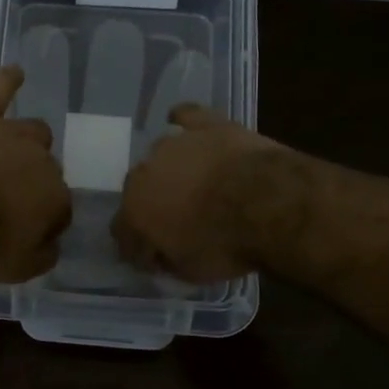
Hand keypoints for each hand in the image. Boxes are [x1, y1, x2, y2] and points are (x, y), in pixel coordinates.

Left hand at [0, 66, 71, 282]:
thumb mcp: (15, 269)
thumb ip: (43, 255)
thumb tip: (52, 243)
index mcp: (55, 197)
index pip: (60, 211)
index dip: (43, 224)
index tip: (23, 235)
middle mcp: (42, 160)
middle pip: (47, 170)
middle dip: (33, 186)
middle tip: (6, 204)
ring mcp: (9, 133)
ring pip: (33, 132)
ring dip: (27, 145)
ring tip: (12, 155)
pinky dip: (7, 81)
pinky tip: (15, 72)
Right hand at [115, 104, 291, 281]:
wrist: (267, 202)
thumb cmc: (225, 244)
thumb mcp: (191, 272)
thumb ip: (168, 260)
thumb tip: (162, 253)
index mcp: (134, 211)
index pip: (122, 232)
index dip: (137, 247)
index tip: (154, 258)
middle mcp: (144, 172)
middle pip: (138, 190)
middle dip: (151, 205)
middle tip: (175, 220)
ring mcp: (174, 144)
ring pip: (160, 156)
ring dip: (169, 171)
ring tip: (191, 183)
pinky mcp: (205, 124)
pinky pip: (186, 116)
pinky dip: (182, 121)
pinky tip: (181, 123)